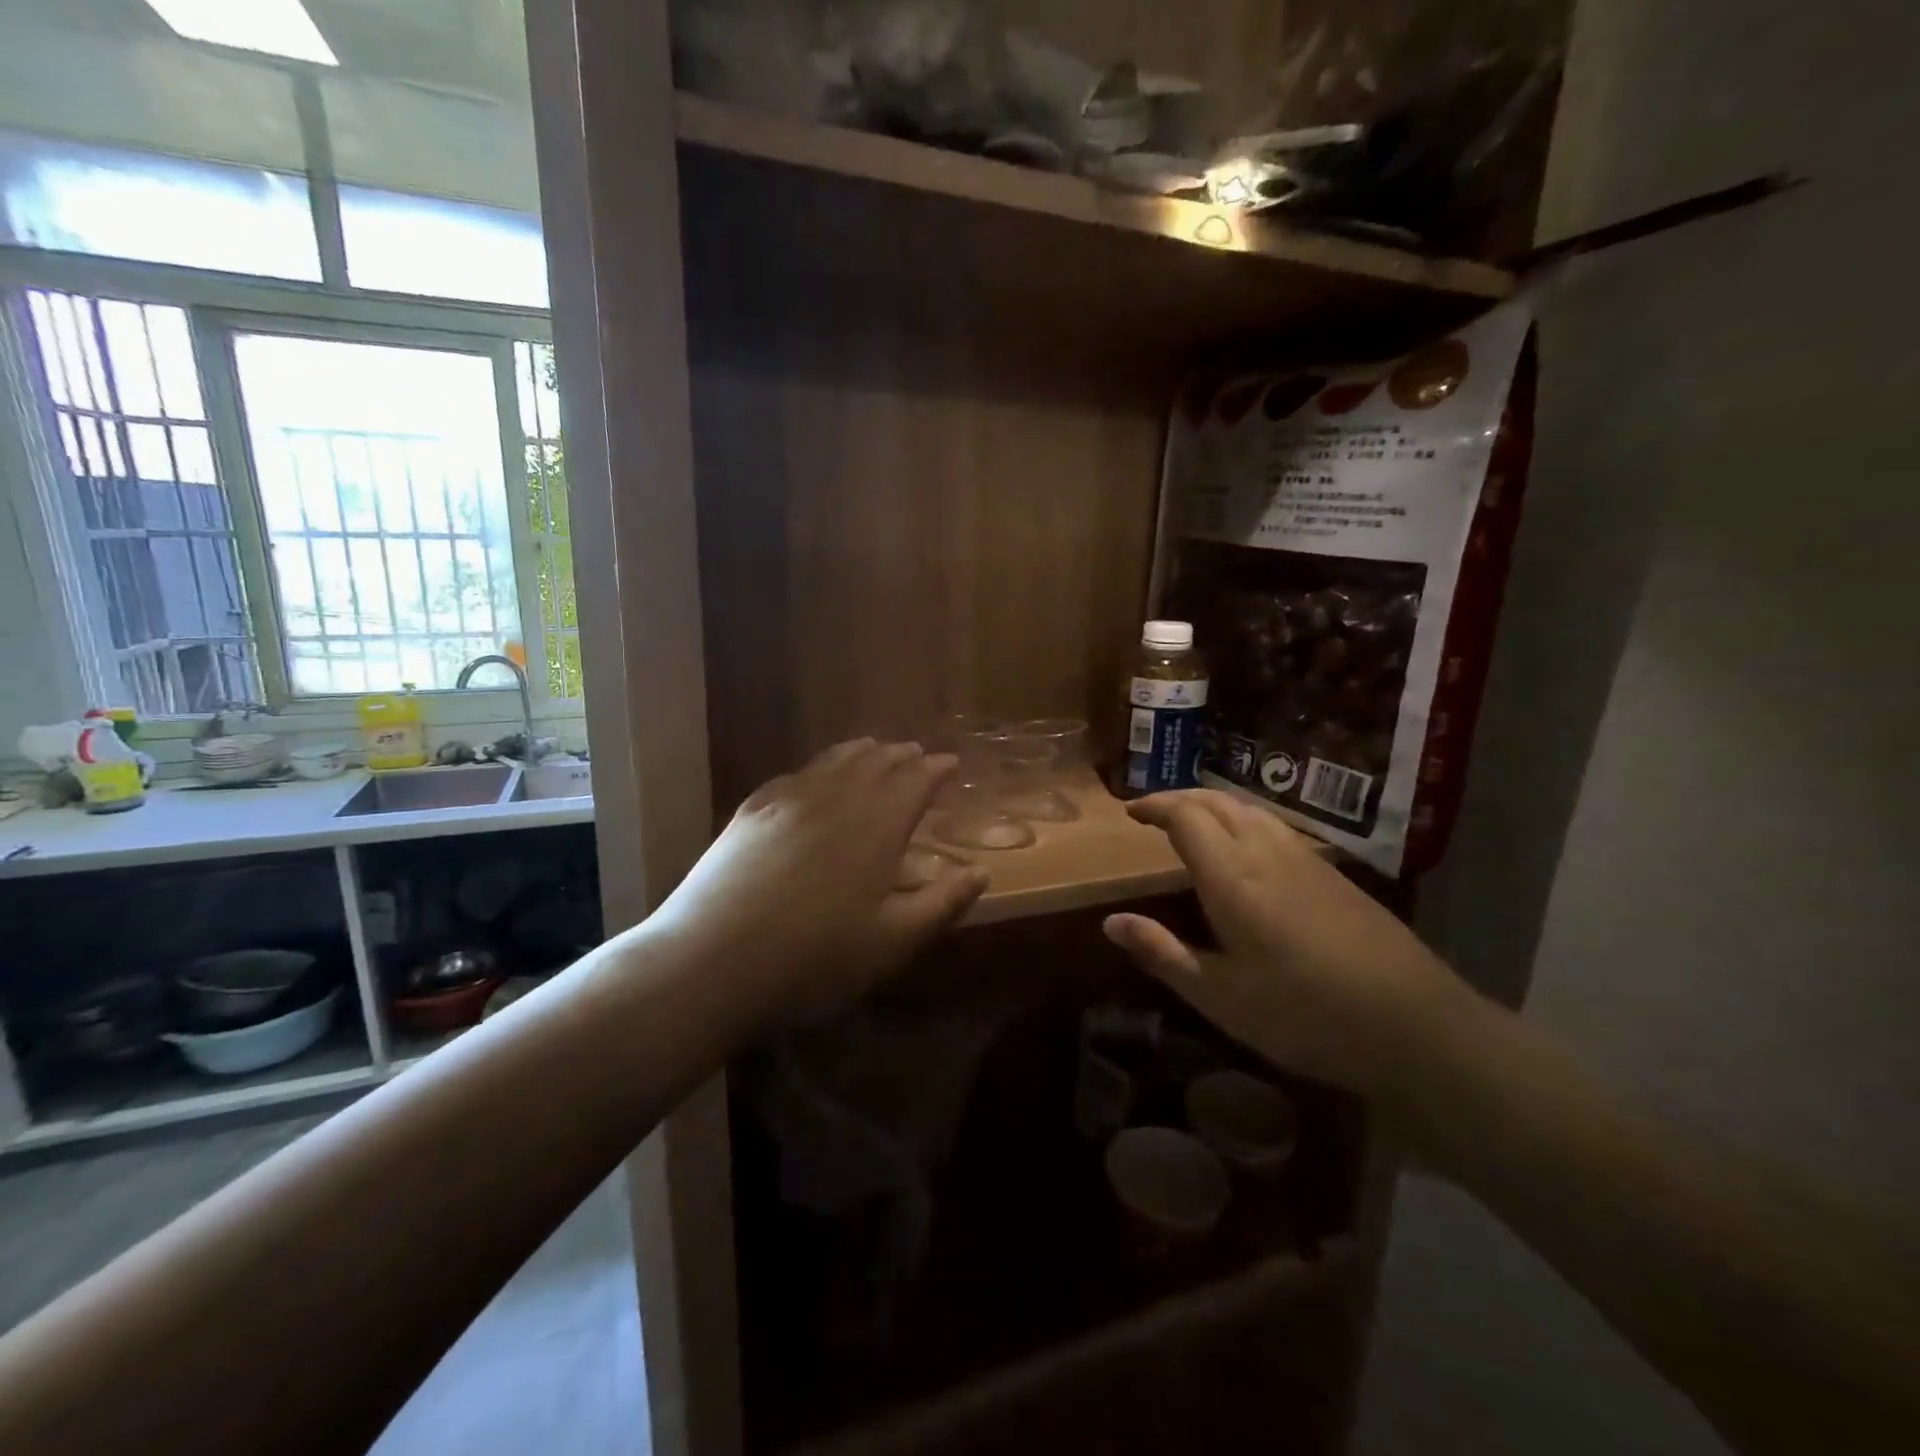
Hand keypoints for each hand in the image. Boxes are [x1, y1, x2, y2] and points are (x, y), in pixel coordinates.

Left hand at [649, 739, 988, 1024]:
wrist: (711, 962)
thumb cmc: (815, 959)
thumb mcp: (892, 942)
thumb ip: (942, 904)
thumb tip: (981, 873)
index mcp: (877, 825)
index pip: (914, 781)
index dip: (936, 770)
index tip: (950, 764)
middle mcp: (836, 798)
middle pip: (875, 763)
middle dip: (901, 756)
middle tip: (916, 753)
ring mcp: (788, 800)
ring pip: (833, 761)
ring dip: (860, 752)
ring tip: (874, 748)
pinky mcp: (750, 812)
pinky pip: (795, 775)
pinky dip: (818, 767)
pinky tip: (814, 776)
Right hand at [1102, 790, 1475, 1102]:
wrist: (1413, 1025)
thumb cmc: (1303, 1014)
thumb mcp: (1219, 995)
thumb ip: (1162, 953)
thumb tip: (1111, 921)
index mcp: (1231, 876)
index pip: (1185, 816)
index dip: (1156, 806)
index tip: (1131, 811)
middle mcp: (1266, 852)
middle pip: (1218, 802)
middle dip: (1181, 798)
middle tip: (1154, 812)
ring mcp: (1306, 860)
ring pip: (1251, 810)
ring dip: (1215, 805)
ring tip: (1194, 822)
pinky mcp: (1334, 875)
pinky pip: (1276, 827)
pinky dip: (1245, 821)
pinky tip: (1248, 849)